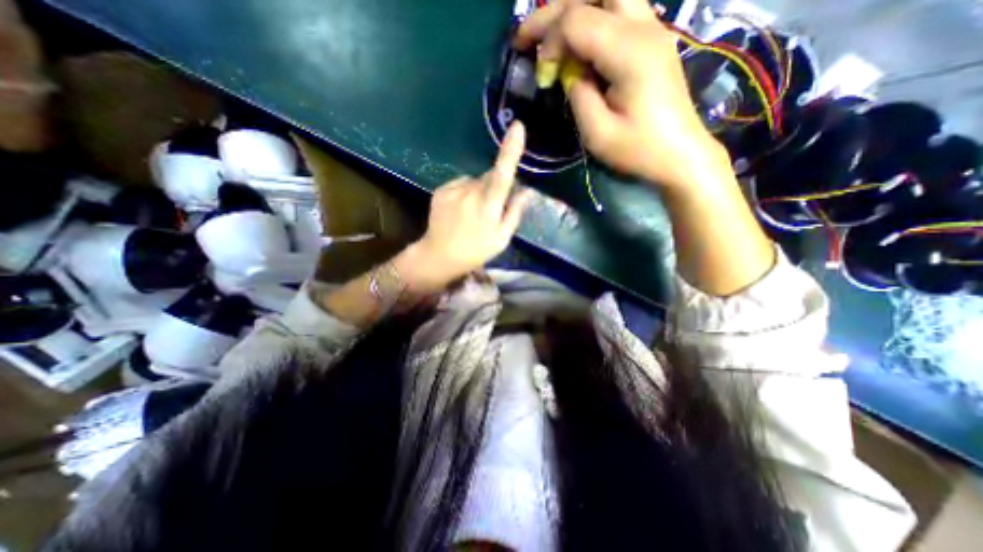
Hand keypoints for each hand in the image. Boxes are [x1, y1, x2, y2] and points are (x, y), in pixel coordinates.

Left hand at [396, 120, 534, 289]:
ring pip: (475, 181)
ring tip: (472, 214)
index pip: (502, 174)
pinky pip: (460, 184)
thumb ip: (515, 213)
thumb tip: (527, 191)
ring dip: (478, 191)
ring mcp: (453, 190)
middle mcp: (470, 193)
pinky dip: (464, 193)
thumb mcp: (501, 239)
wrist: (439, 256)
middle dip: (495, 186)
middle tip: (491, 210)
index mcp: (488, 207)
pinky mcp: (441, 190)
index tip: (517, 127)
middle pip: (490, 177)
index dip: (511, 151)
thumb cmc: (476, 251)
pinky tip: (459, 211)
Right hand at [517, 0, 723, 189]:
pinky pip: (617, 13)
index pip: (577, 20)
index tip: (541, 73)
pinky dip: (590, 23)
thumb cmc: (638, 150)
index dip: (549, 39)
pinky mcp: (652, 41)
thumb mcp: (598, 133)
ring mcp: (652, 30)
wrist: (680, 154)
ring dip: (574, 12)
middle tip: (530, 36)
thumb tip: (567, 71)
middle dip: (555, 10)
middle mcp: (644, 27)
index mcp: (629, 52)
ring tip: (550, 39)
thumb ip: (577, 94)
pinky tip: (577, 47)